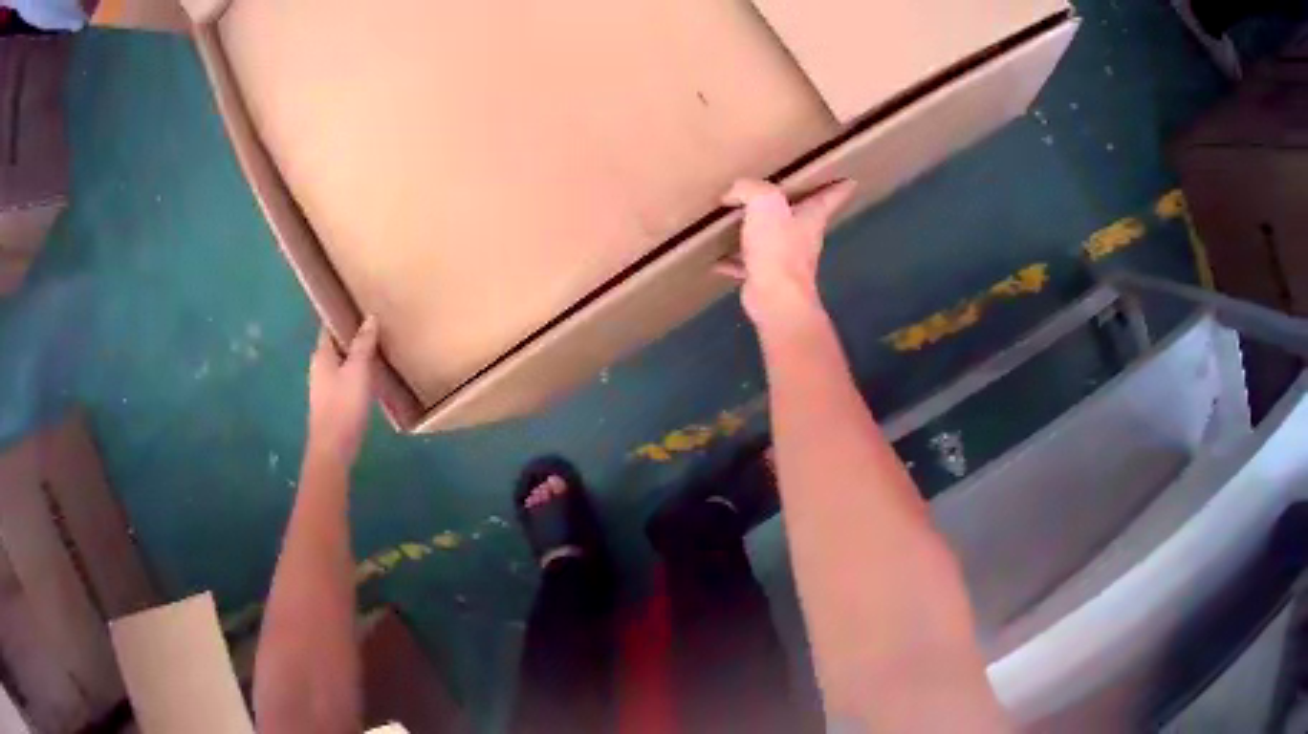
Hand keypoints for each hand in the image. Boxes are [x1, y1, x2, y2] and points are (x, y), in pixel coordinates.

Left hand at [306, 316, 377, 464]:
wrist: (333, 448)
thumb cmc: (344, 405)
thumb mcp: (358, 370)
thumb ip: (363, 344)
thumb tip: (370, 318)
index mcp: (321, 355)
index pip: (330, 326)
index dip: (343, 316)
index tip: (360, 307)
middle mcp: (318, 367)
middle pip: (335, 345)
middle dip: (351, 337)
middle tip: (375, 328)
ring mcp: (323, 387)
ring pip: (340, 363)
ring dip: (354, 357)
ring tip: (376, 351)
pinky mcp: (331, 403)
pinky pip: (344, 380)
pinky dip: (355, 374)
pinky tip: (370, 379)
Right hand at [719, 178, 855, 331]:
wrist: (775, 298)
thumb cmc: (778, 247)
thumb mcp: (765, 203)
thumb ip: (750, 189)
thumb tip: (731, 194)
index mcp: (810, 218)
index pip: (829, 197)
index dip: (839, 187)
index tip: (849, 180)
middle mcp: (802, 237)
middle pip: (801, 216)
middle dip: (796, 204)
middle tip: (784, 191)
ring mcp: (785, 259)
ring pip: (773, 238)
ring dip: (759, 230)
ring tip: (741, 219)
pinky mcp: (766, 277)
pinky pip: (747, 263)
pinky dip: (733, 260)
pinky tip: (717, 258)